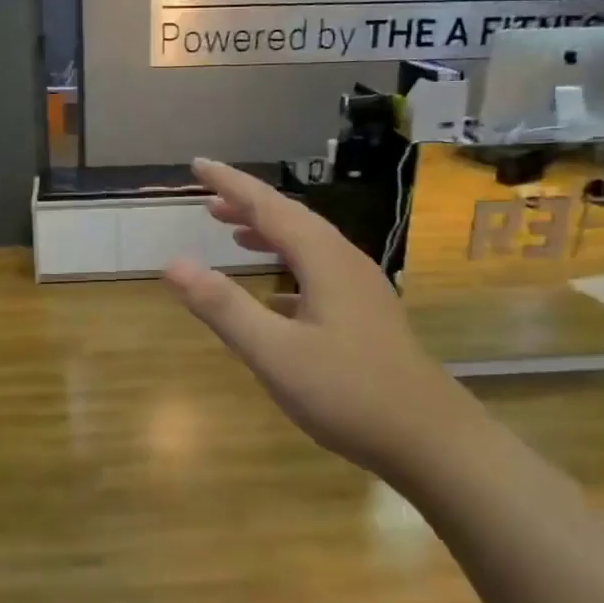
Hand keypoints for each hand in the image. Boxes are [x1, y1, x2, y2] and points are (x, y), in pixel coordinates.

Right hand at [162, 159, 469, 483]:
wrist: (430, 439)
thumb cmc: (348, 393)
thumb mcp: (275, 353)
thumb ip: (223, 307)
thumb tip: (173, 264)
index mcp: (323, 259)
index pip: (269, 206)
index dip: (231, 183)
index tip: (198, 164)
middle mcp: (345, 262)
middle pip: (291, 219)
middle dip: (248, 205)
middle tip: (207, 201)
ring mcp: (361, 288)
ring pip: (308, 245)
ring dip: (269, 233)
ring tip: (234, 234)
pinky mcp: (366, 314)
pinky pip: (318, 272)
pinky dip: (288, 267)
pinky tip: (275, 293)